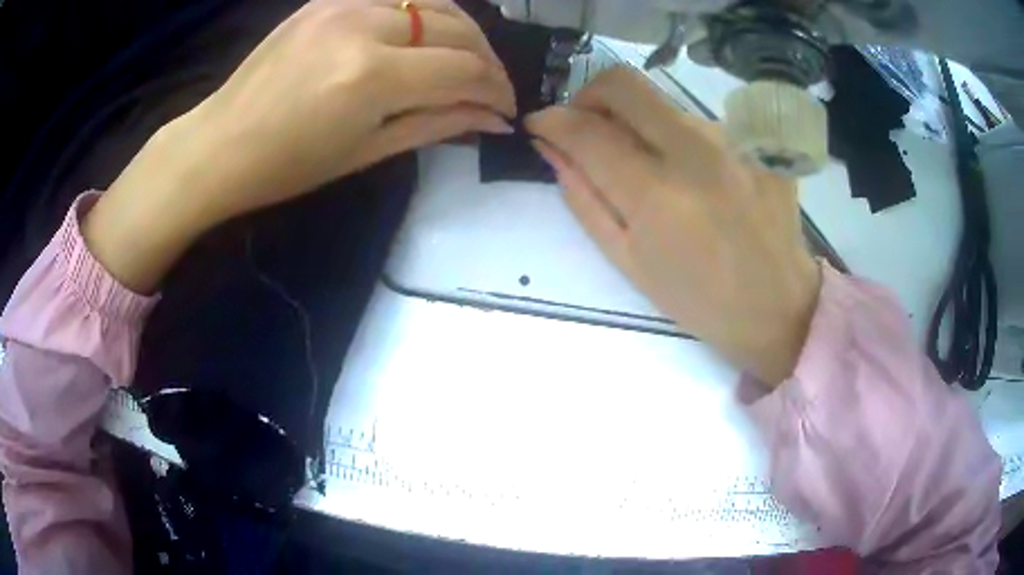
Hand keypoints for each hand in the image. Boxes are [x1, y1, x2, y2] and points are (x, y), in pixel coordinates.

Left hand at [84, 0, 515, 293]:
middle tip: (490, 89)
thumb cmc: (286, 166)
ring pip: (433, 3)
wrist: (218, 144)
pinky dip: (424, 16)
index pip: (463, 70)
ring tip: (465, 62)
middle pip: (457, 28)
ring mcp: (344, 3)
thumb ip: (436, 124)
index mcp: (370, 76)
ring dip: (462, 32)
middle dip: (486, 61)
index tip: (504, 110)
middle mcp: (364, 25)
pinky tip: (423, 40)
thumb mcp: (366, 152)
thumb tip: (492, 118)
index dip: (496, 90)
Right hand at [525, 67, 820, 385]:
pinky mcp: (759, 141)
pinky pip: (702, 122)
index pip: (586, 130)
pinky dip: (680, 140)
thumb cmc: (698, 299)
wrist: (777, 307)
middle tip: (586, 127)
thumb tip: (552, 147)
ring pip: (664, 103)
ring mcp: (734, 141)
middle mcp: (696, 152)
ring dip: (638, 122)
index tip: (539, 126)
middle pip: (623, 84)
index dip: (551, 121)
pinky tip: (694, 176)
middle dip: (588, 96)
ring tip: (648, 165)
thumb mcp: (628, 260)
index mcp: (656, 196)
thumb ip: (584, 198)